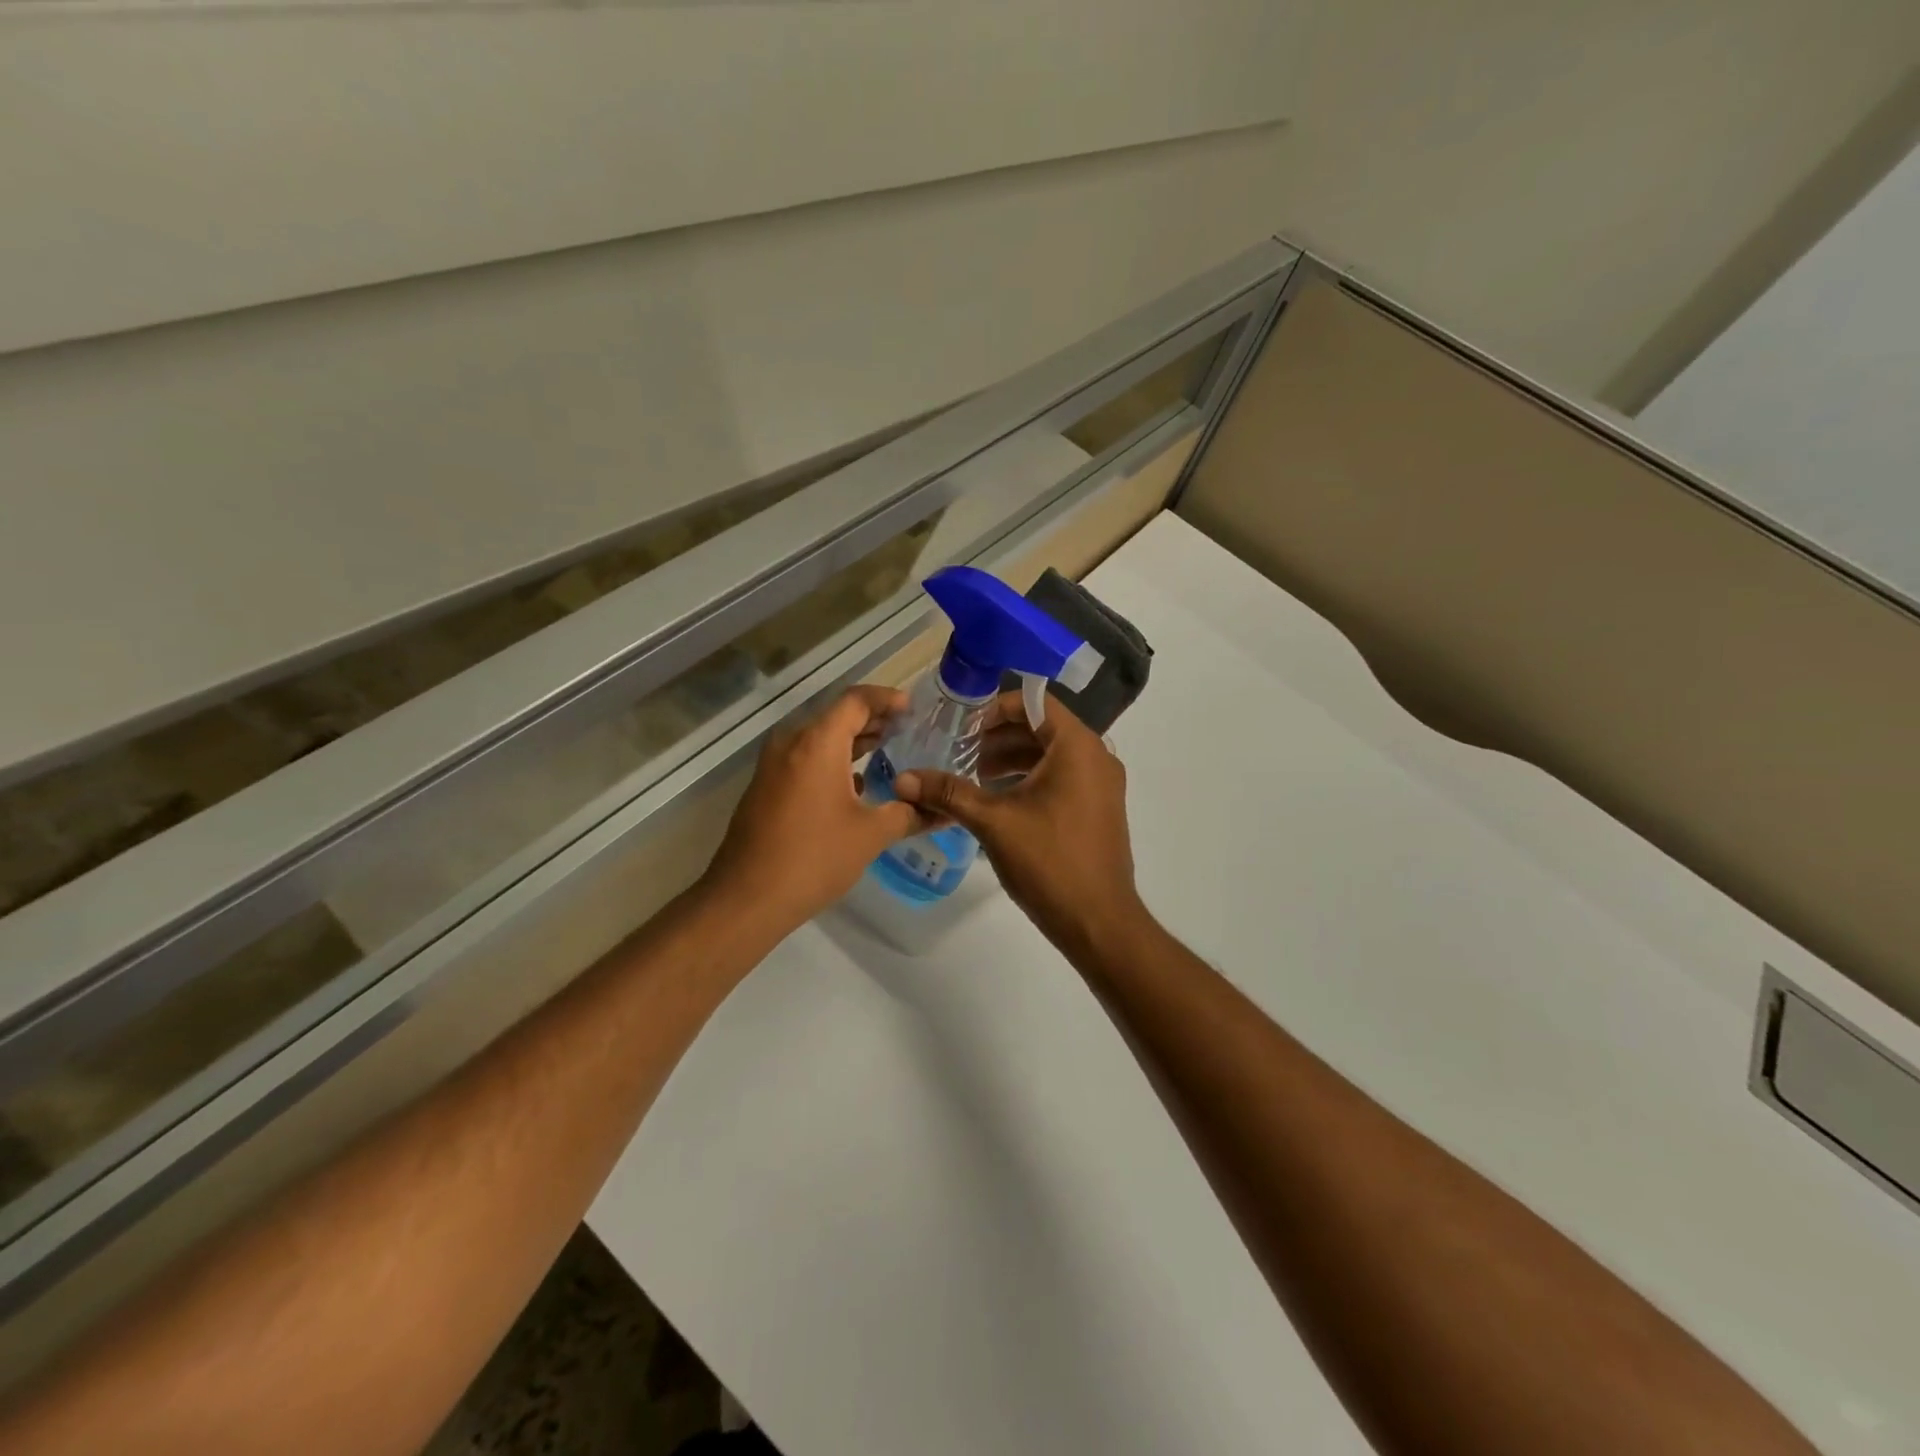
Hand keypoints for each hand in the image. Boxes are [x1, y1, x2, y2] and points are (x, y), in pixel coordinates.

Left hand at [702, 685, 922, 934]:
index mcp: (817, 743)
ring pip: (819, 739)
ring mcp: (773, 766)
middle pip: (836, 717)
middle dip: (873, 721)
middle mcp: (791, 744)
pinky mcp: (765, 788)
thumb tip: (943, 810)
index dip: (887, 699)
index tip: (914, 708)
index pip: (856, 701)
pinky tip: (856, 785)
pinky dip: (833, 761)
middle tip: (909, 731)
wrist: (746, 899)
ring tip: (888, 753)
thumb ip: (910, 814)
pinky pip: (805, 760)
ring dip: (852, 742)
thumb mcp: (870, 835)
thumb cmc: (813, 858)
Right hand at [893, 691, 1146, 959]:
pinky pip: (1062, 777)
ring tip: (973, 778)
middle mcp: (1096, 756)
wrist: (1099, 922)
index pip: (1033, 702)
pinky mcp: (1098, 808)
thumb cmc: (1049, 861)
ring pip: (1051, 754)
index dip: (994, 709)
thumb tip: (902, 778)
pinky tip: (999, 802)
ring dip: (1012, 759)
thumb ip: (949, 792)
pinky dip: (1030, 779)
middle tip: (960, 753)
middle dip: (998, 737)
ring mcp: (1101, 784)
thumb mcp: (993, 822)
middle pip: (1042, 727)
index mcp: (1077, 746)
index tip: (962, 729)